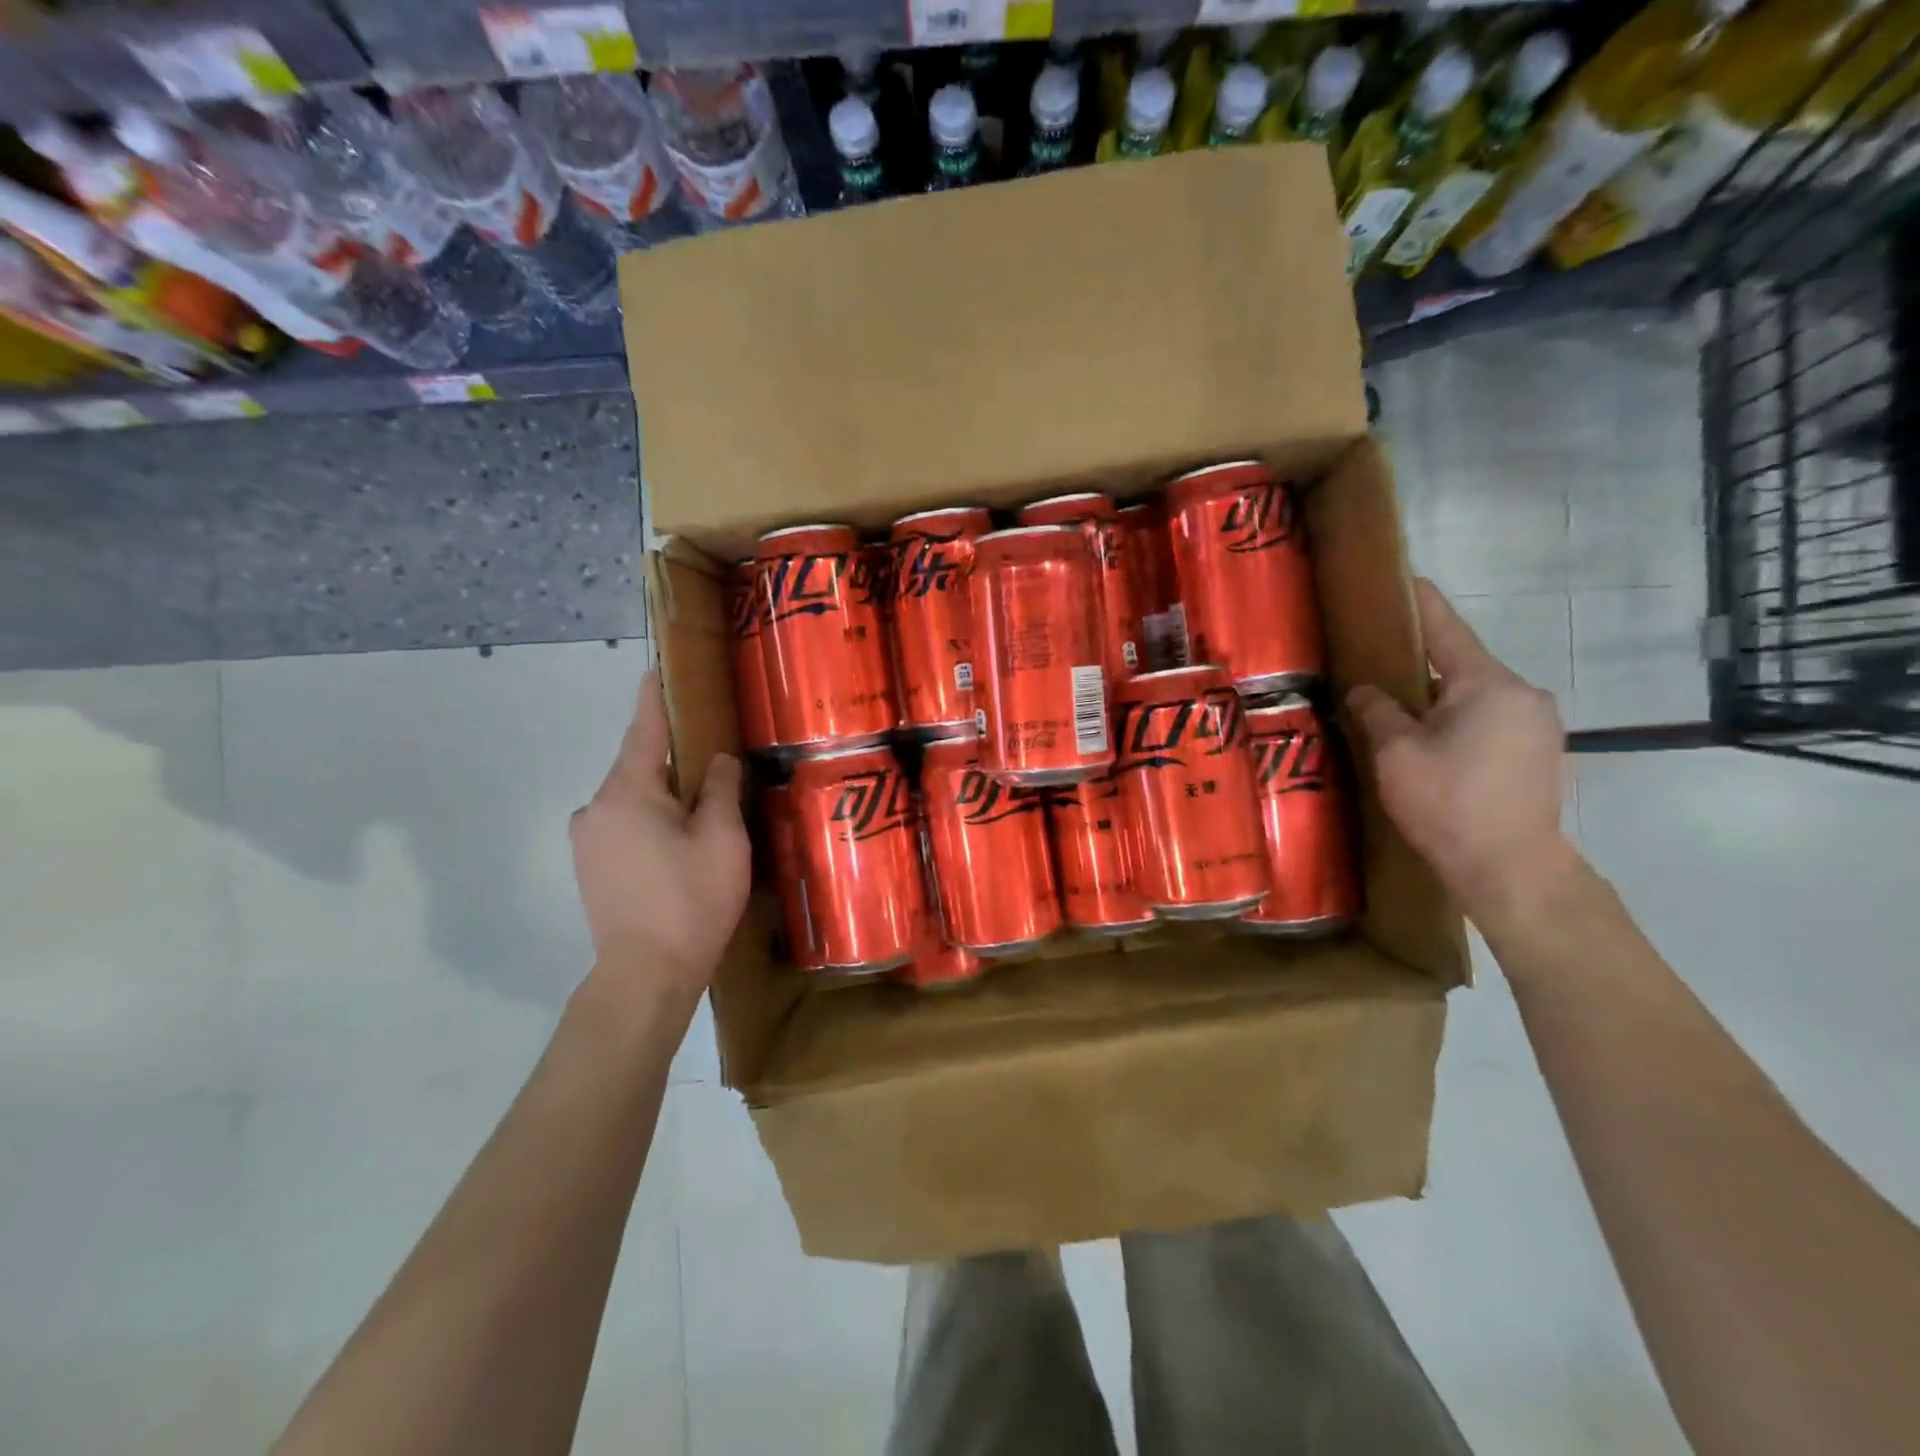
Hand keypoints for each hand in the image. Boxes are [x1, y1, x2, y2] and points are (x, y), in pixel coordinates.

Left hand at [571, 670, 751, 1010]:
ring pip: (632, 799)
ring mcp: (588, 839)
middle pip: (639, 767)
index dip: (654, 699)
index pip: (644, 730)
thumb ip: (719, 790)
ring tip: (702, 804)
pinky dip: (651, 818)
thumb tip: (718, 760)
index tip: (656, 670)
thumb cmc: (690, 900)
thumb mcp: (722, 839)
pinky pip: (624, 823)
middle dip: (672, 756)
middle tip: (711, 753)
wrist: (646, 975)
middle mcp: (596, 807)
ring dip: (663, 793)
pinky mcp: (590, 866)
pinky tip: (679, 839)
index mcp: (628, 793)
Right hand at [1346, 579, 1572, 921]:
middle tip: (1375, 662)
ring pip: (1473, 696)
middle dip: (1419, 661)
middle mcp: (1522, 694)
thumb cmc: (1448, 802)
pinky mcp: (1538, 753)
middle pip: (1460, 664)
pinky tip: (1426, 742)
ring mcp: (1537, 725)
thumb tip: (1365, 690)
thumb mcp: (1396, 753)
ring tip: (1393, 709)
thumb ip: (1377, 710)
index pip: (1447, 629)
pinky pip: (1488, 720)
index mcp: (1488, 684)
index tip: (1403, 578)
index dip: (1420, 602)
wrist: (1510, 869)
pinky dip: (1455, 720)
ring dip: (1435, 697)